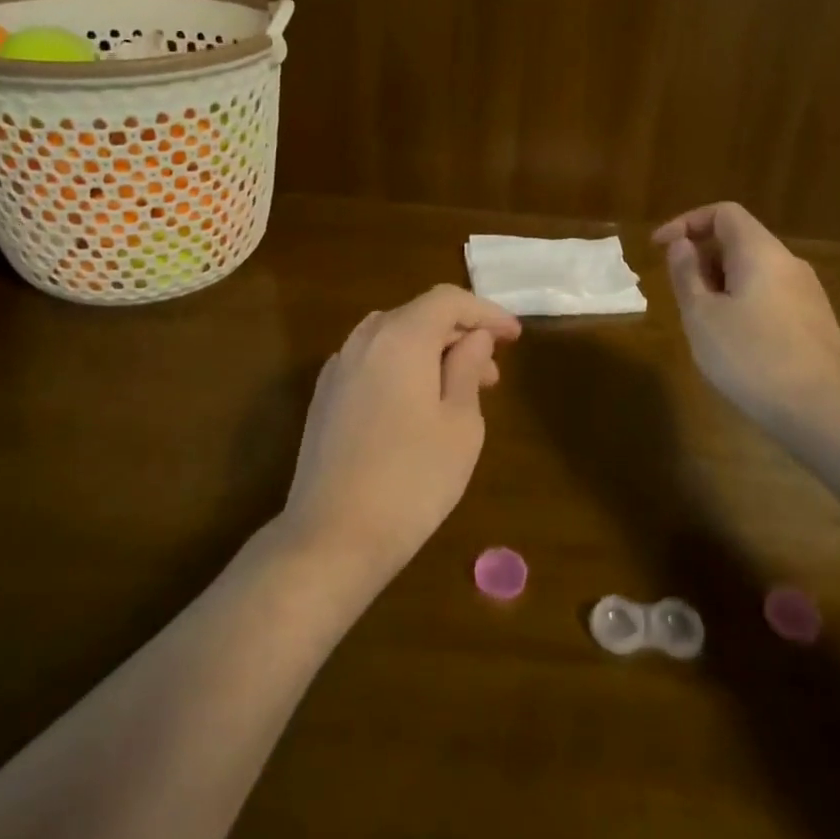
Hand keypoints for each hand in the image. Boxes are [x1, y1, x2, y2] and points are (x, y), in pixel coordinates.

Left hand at [282, 285, 521, 583]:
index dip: (486, 312)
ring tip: (460, 390)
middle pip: (418, 316)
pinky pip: (372, 362)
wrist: (332, 538)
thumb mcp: (460, 424)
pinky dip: (403, 368)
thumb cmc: (412, 480)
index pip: (448, 300)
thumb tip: (475, 337)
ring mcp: (338, 368)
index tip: (514, 337)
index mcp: (400, 337)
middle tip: (493, 373)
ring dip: (431, 352)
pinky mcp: (325, 397)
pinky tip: (418, 406)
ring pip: (394, 338)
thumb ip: (468, 368)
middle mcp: (363, 340)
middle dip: (460, 335)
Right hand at [654, 202, 839, 435]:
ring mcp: (807, 294)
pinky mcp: (814, 323)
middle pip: (739, 241)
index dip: (686, 222)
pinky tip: (734, 345)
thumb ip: (687, 274)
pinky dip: (742, 304)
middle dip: (702, 259)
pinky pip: (769, 297)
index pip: (723, 213)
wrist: (825, 413)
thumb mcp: (702, 316)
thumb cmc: (752, 357)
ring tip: (702, 323)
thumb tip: (682, 245)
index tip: (659, 248)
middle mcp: (788, 264)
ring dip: (720, 285)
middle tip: (679, 294)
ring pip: (754, 272)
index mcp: (761, 252)